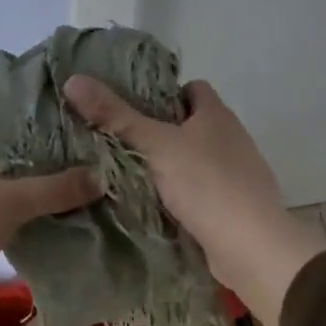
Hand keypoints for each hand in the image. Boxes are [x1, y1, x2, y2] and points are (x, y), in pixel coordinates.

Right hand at [62, 75, 325, 325]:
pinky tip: (156, 206)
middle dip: (161, 132)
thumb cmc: (205, 184)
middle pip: (192, 125)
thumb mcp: (155, 146)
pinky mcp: (233, 206)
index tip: (132, 108)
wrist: (251, 246)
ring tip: (129, 174)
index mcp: (217, 115)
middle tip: (120, 142)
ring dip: (170, 166)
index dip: (164, 93)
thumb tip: (74, 79)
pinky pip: (201, 191)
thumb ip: (115, 116)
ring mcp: (236, 174)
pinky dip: (181, 195)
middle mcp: (232, 138)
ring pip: (196, 160)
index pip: (192, 88)